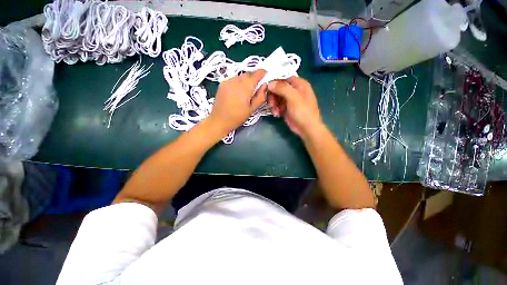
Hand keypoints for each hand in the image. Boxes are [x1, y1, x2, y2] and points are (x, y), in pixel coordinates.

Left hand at [208, 70, 267, 135]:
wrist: (219, 120)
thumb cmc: (238, 117)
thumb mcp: (252, 109)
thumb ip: (260, 96)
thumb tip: (265, 86)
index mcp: (245, 87)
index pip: (257, 73)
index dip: (263, 73)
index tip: (266, 76)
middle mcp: (236, 80)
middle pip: (248, 73)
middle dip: (254, 77)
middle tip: (257, 86)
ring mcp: (228, 81)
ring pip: (241, 76)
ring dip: (246, 79)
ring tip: (247, 90)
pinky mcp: (222, 83)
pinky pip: (233, 79)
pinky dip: (238, 82)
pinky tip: (238, 91)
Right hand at [267, 76, 322, 139]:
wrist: (306, 128)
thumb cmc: (303, 112)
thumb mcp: (293, 98)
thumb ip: (282, 88)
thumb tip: (270, 84)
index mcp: (299, 84)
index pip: (284, 78)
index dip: (275, 82)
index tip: (267, 88)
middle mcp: (294, 90)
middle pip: (278, 88)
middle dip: (273, 95)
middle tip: (271, 104)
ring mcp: (289, 100)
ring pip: (276, 97)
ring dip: (273, 104)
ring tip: (275, 111)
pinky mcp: (286, 108)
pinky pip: (277, 105)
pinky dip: (275, 109)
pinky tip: (277, 114)